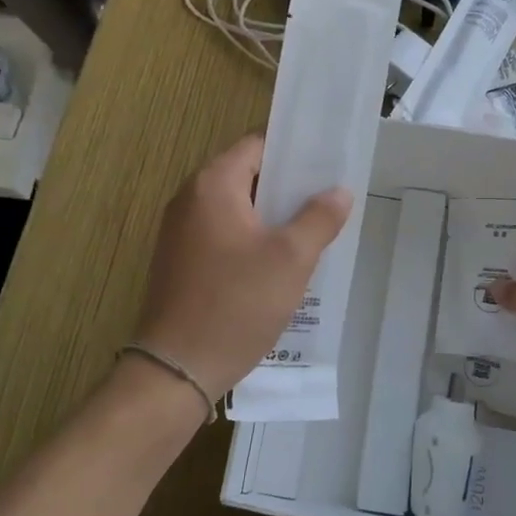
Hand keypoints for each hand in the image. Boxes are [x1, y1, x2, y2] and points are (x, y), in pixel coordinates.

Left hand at [135, 134, 352, 404]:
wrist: (176, 371)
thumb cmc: (236, 304)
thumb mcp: (290, 259)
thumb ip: (319, 218)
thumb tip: (338, 192)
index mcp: (212, 185)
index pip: (257, 144)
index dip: (294, 151)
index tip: (327, 164)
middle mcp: (190, 199)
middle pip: (246, 174)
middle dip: (287, 185)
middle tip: (327, 198)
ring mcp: (180, 232)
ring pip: (236, 207)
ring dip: (271, 215)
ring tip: (311, 229)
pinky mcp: (180, 260)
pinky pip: (223, 233)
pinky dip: (251, 237)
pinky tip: (279, 262)